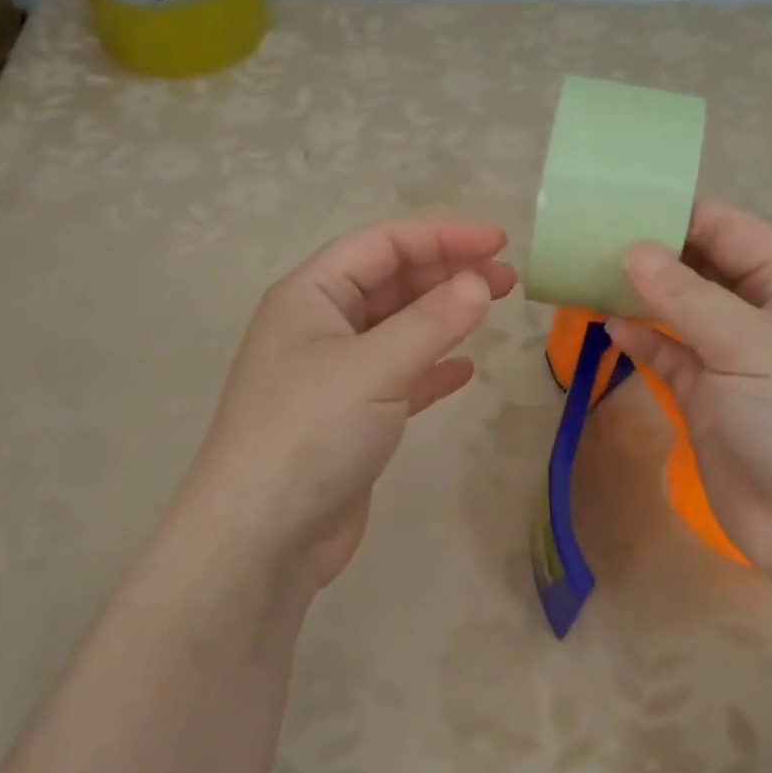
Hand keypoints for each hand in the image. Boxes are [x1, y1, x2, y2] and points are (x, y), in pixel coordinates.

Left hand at [178, 219, 515, 594]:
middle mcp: (319, 327)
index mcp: (310, 296)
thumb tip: (480, 282)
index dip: (441, 236)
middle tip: (508, 278)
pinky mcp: (351, 418)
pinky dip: (432, 368)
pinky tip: (464, 371)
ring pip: (398, 329)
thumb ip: (431, 322)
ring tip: (494, 310)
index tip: (499, 242)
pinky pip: (399, 377)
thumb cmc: (310, 434)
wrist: (263, 536)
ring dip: (444, 317)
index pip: (382, 245)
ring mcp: (334, 375)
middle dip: (448, 273)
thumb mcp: (374, 367)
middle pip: (391, 283)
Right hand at [607, 202, 771, 583]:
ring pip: (678, 316)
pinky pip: (667, 359)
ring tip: (588, 275)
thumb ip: (688, 298)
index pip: (733, 234)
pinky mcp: (704, 403)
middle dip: (655, 256)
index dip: (684, 214)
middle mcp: (759, 320)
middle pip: (701, 272)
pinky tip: (608, 326)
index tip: (625, 201)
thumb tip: (632, 250)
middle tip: (593, 237)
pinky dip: (640, 342)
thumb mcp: (752, 346)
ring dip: (640, 298)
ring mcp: (729, 364)